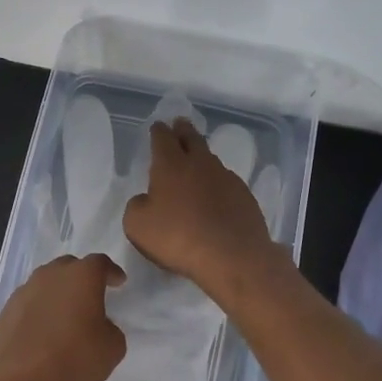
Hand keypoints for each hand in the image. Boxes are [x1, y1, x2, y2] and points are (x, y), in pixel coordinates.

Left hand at [0, 253, 126, 380]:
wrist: (12, 377)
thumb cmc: (71, 357)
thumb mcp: (111, 349)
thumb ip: (111, 331)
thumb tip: (100, 327)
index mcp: (82, 276)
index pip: (100, 263)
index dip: (111, 272)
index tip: (118, 281)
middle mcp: (51, 274)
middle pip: (70, 267)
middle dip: (83, 278)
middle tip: (92, 296)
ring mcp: (25, 290)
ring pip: (47, 283)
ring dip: (59, 294)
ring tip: (67, 316)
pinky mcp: (6, 310)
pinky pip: (31, 303)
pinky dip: (41, 311)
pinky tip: (44, 331)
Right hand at [123, 119, 285, 304]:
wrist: (232, 256)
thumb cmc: (178, 237)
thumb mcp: (138, 225)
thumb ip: (137, 206)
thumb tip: (145, 199)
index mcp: (170, 165)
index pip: (162, 139)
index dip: (158, 131)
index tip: (158, 126)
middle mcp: (200, 164)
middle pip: (191, 139)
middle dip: (183, 130)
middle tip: (180, 124)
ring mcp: (226, 178)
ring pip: (210, 159)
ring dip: (201, 156)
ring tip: (197, 159)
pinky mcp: (244, 196)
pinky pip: (226, 181)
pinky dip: (217, 182)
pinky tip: (216, 193)